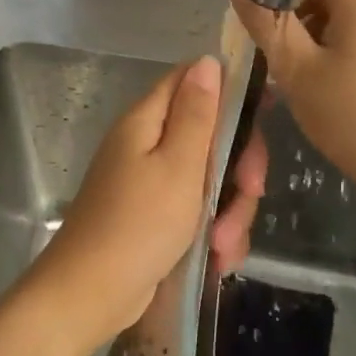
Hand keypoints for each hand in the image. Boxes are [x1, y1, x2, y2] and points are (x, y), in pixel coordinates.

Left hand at [26, 57, 265, 355]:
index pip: (192, 82)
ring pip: (211, 179)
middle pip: (210, 135)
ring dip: (229, 211)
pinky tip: (217, 258)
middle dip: (238, 168)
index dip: (231, 92)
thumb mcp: (178, 166)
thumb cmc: (138, 225)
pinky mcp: (157, 217)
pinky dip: (212, 232)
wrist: (90, 295)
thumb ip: (197, 114)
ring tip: (224, 246)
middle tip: (251, 192)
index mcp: (148, 121)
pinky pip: (198, 211)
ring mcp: (152, 183)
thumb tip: (208, 60)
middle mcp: (148, 145)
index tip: (266, 115)